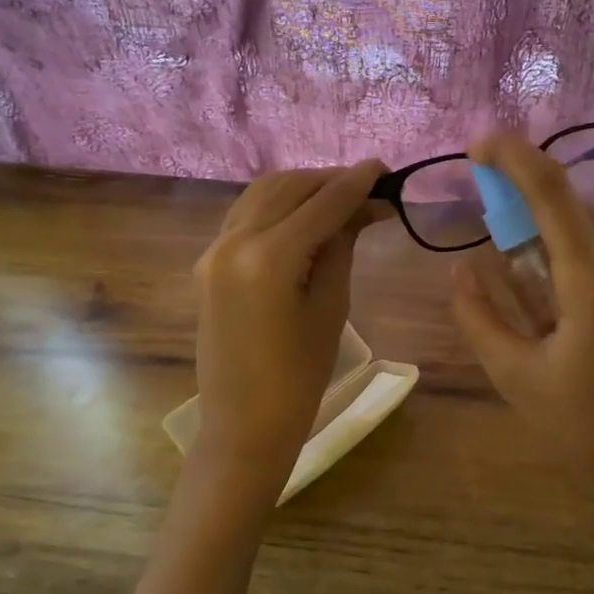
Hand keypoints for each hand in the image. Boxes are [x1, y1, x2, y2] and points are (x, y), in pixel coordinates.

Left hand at [192, 161, 387, 486]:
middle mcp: (234, 241)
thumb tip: (364, 207)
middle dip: (330, 181)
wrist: (243, 425)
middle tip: (370, 187)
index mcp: (268, 257)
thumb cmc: (300, 378)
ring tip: (340, 197)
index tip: (385, 168)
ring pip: (262, 194)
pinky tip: (303, 214)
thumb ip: (342, 246)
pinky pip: (245, 215)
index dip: (356, 183)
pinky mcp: (208, 262)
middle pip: (288, 188)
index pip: (321, 203)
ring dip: (302, 188)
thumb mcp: (331, 308)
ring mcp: (214, 250)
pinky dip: (277, 205)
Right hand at [450, 133, 593, 573]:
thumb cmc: (586, 432)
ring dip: (546, 225)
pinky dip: (568, 251)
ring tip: (510, 252)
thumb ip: (479, 315)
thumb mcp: (515, 377)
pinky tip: (548, 289)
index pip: (552, 192)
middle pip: (571, 204)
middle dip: (523, 192)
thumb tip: (459, 268)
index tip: (477, 142)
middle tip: (482, 202)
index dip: (513, 156)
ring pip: (589, 227)